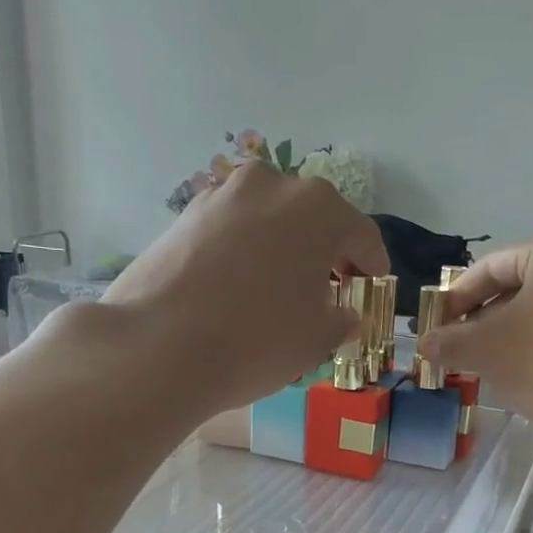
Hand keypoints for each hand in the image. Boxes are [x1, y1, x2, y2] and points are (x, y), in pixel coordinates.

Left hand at [102, 160, 388, 415]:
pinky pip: (233, 229)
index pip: (361, 234)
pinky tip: (241, 286)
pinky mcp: (185, 215)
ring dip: (284, 247)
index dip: (372, 264)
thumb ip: (341, 320)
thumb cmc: (257, 339)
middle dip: (326, 252)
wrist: (159, 346)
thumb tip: (345, 316)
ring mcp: (222, 195)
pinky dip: (246, 250)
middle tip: (330, 289)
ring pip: (270, 219)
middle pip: (313, 219)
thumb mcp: (316, 338)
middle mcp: (272, 185)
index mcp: (318, 208)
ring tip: (282, 288)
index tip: (373, 286)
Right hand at [418, 226, 532, 443]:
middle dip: (487, 317)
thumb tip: (424, 344)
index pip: (493, 267)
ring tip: (490, 364)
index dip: (457, 297)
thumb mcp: (484, 349)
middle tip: (460, 346)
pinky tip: (531, 375)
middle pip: (524, 286)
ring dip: (515, 333)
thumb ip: (448, 341)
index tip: (436, 325)